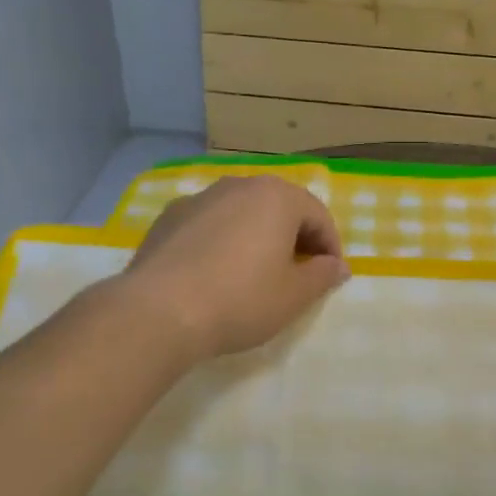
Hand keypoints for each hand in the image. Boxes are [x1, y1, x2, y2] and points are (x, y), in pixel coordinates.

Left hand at [118, 176, 348, 361]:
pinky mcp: (169, 217)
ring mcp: (200, 198)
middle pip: (280, 207)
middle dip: (294, 237)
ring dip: (256, 236)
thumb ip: (323, 276)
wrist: (158, 311)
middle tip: (296, 274)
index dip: (330, 247)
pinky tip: (214, 273)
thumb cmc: (240, 299)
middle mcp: (239, 185)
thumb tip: (337, 266)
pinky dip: (221, 241)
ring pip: (242, 213)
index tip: (329, 277)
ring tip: (254, 273)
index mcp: (277, 196)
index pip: (318, 215)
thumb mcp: (294, 296)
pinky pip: (209, 224)